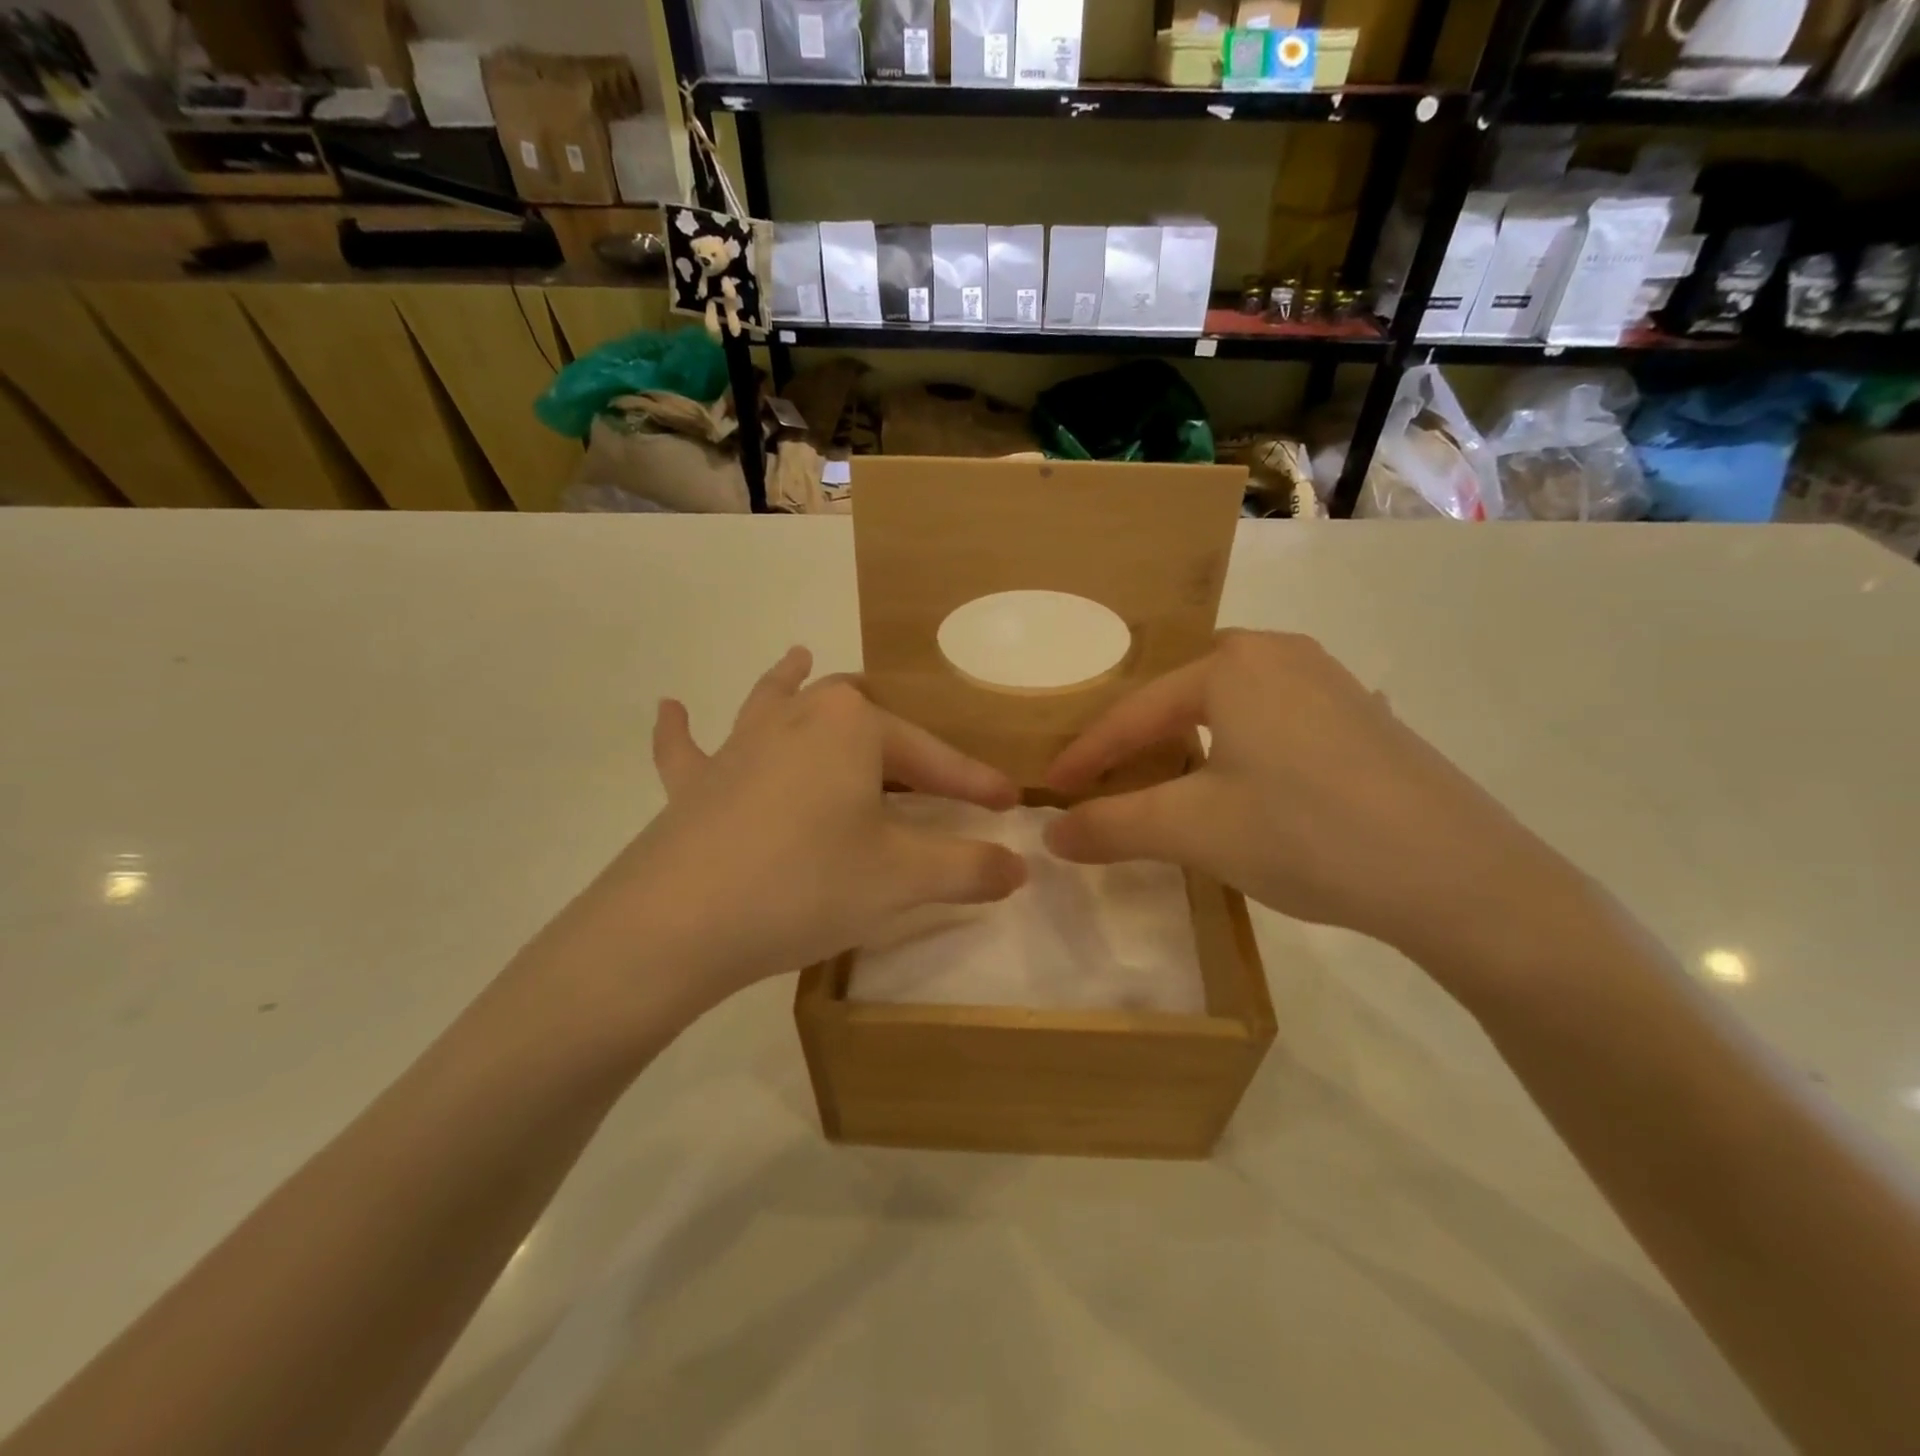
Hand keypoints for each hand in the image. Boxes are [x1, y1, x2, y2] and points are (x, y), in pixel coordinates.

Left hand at [539, 648, 1026, 1027]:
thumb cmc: (807, 885)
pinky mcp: (694, 785)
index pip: (932, 756)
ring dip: (790, 680)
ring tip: (798, 656)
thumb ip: (969, 868)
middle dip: (895, 734)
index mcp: (853, 727)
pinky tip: (671, 708)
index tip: (1009, 803)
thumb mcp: (902, 880)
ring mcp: (738, 747)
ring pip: (773, 701)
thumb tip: (1019, 866)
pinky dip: (681, 731)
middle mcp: (797, 719)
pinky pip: (687, 749)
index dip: (975, 781)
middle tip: (921, 766)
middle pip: (858, 715)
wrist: (680, 922)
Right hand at [1043, 630, 1577, 965]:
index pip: (1134, 712)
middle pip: (1180, 696)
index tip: (1049, 791)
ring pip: (1229, 706)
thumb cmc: (1306, 835)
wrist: (1459, 876)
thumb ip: (1112, 826)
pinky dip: (1235, 748)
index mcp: (1232, 665)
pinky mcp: (1361, 717)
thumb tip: (1051, 836)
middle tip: (1104, 778)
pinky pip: (1272, 720)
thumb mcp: (1193, 831)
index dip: (1086, 756)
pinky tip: (1240, 784)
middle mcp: (1280, 654)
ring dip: (1186, 742)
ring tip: (1163, 780)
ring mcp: (1329, 682)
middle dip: (1136, 739)